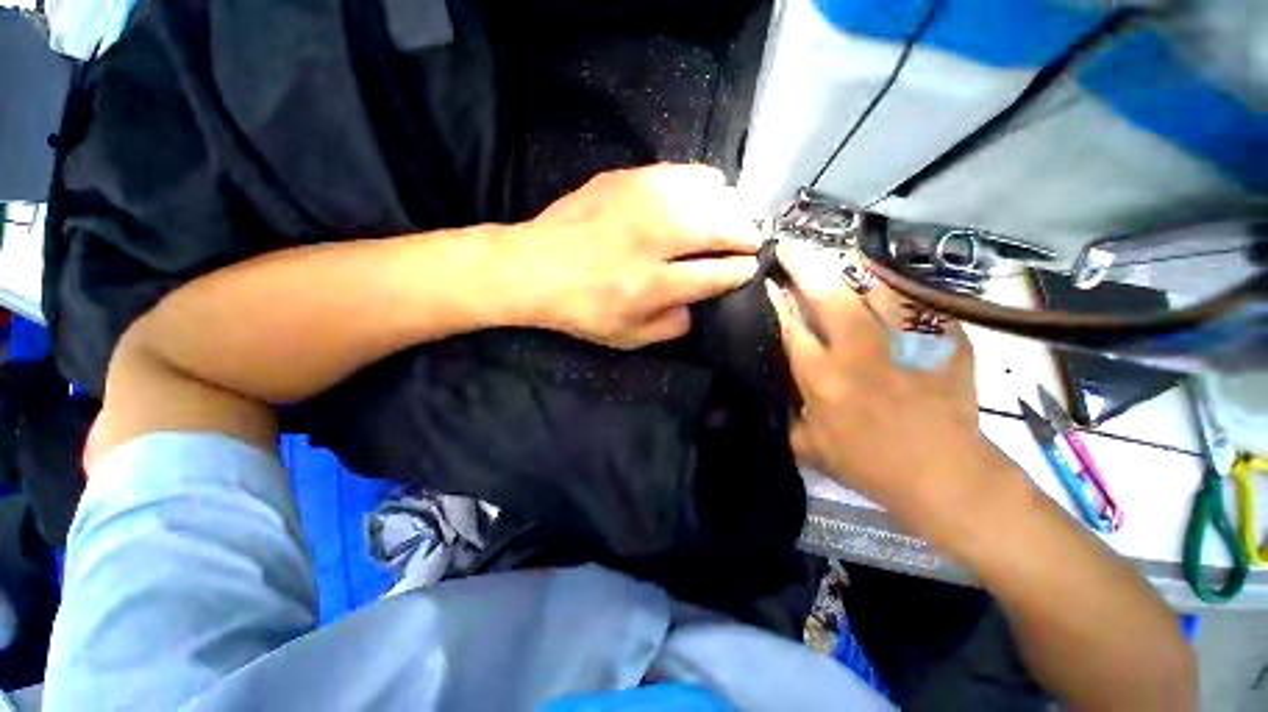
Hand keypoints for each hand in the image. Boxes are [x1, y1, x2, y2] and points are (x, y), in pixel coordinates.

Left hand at [510, 164, 760, 348]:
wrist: (532, 267)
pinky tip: (709, 191)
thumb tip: (699, 305)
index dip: (738, 271)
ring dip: (730, 206)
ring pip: (705, 194)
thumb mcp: (625, 337)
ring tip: (737, 217)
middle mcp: (650, 240)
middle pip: (717, 227)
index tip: (750, 268)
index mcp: (649, 285)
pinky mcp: (625, 179)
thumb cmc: (579, 309)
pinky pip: (680, 173)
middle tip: (754, 239)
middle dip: (745, 234)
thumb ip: (670, 326)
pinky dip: (704, 182)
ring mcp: (637, 202)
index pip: (713, 274)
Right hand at [770, 242, 1022, 547]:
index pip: (790, 325)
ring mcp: (904, 340)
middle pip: (827, 293)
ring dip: (850, 266)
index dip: (775, 299)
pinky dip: (896, 287)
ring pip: (874, 285)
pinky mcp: (942, 339)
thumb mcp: (809, 445)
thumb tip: (782, 388)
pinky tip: (885, 282)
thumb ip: (789, 412)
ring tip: (837, 255)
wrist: (946, 475)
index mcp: (823, 376)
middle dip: (803, 265)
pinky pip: (915, 300)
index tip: (767, 280)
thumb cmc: (869, 464)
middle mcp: (858, 350)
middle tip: (789, 247)